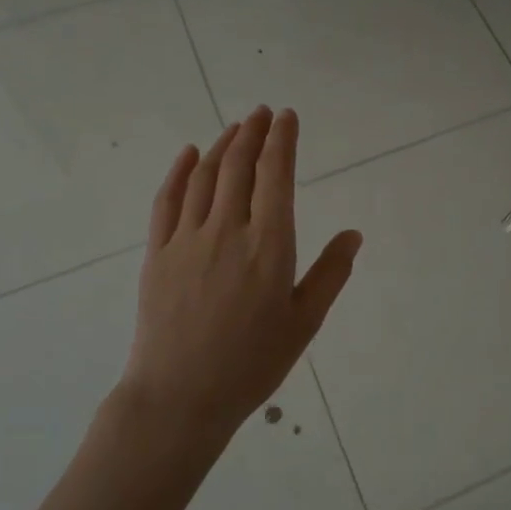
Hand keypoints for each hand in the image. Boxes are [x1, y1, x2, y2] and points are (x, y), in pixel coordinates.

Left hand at [122, 106, 361, 437]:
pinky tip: (189, 154)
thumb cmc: (252, 363)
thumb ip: (330, 274)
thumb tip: (353, 234)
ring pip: (205, 176)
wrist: (180, 397)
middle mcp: (228, 230)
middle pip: (240, 166)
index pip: (276, 176)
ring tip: (236, 127)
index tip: (286, 116)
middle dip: (253, 132)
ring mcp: (187, 239)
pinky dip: (180, 171)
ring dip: (223, 145)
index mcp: (269, 245)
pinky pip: (167, 200)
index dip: (282, 140)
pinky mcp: (157, 253)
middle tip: (263, 112)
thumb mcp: (304, 323)